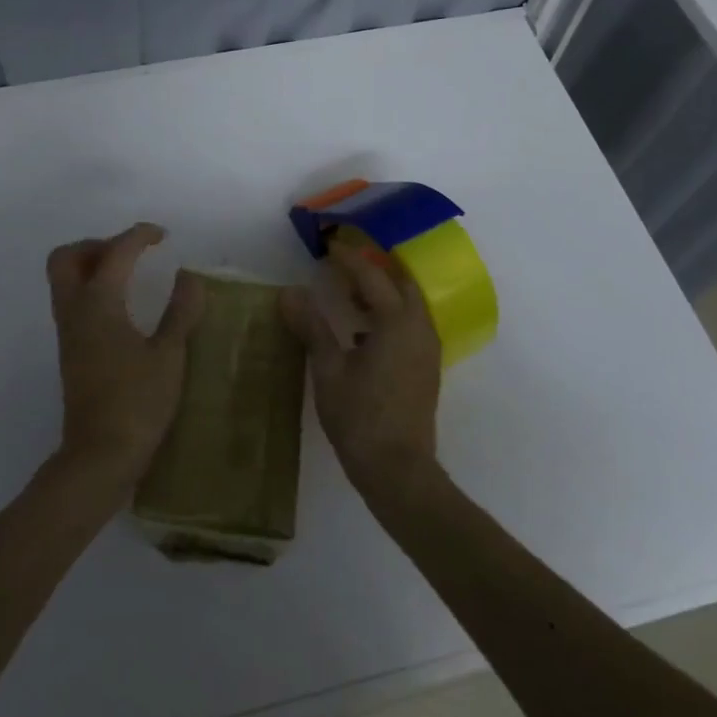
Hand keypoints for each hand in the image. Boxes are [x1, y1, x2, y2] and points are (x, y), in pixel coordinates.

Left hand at [45, 223, 204, 499]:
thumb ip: (181, 311)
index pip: (115, 252)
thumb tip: (189, 277)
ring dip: (91, 266)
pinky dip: (92, 289)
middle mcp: (75, 311)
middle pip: (67, 258)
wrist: (100, 455)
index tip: (162, 236)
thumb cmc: (138, 402)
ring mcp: (68, 333)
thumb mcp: (169, 354)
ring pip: (64, 280)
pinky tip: (123, 307)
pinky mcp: (70, 351)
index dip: (139, 236)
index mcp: (99, 304)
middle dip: (97, 244)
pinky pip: (72, 302)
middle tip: (131, 253)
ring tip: (130, 275)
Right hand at [280, 241, 442, 497]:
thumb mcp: (329, 370)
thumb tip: (290, 292)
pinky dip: (389, 316)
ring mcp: (427, 349)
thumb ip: (312, 327)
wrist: (398, 470)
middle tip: (344, 265)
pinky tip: (363, 332)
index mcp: (396, 322)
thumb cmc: (360, 417)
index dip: (349, 259)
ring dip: (383, 293)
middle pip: (401, 283)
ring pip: (409, 305)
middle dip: (375, 269)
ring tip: (350, 294)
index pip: (372, 277)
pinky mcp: (426, 368)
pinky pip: (411, 325)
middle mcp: (419, 328)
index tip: (329, 246)